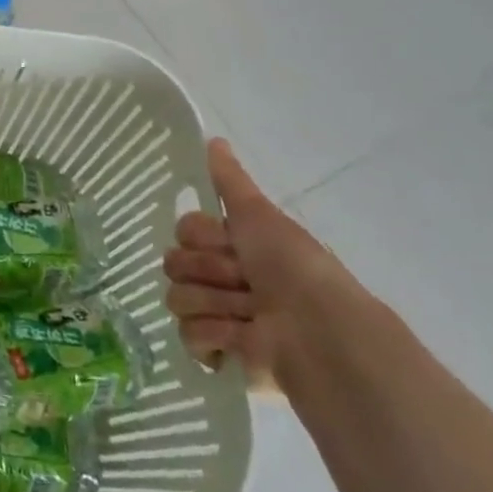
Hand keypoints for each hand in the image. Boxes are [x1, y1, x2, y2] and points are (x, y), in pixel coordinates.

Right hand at [164, 139, 362, 391]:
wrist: (318, 330)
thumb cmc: (292, 267)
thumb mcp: (260, 215)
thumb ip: (231, 181)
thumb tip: (213, 139)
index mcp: (233, 247)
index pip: (184, 231)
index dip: (203, 238)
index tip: (231, 245)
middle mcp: (223, 278)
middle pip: (175, 263)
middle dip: (208, 272)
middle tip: (242, 282)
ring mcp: (219, 315)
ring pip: (177, 298)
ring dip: (214, 304)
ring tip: (248, 315)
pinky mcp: (218, 352)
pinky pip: (187, 335)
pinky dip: (214, 335)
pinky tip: (239, 338)